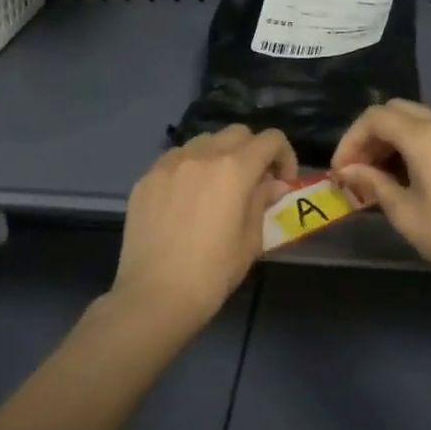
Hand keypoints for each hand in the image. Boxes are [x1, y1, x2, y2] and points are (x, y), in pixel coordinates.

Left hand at [111, 125, 297, 331]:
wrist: (155, 296)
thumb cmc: (212, 272)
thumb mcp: (250, 239)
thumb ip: (263, 201)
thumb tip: (274, 184)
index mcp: (233, 169)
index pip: (270, 139)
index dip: (284, 155)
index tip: (282, 182)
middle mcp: (201, 155)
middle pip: (237, 133)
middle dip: (253, 151)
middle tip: (253, 181)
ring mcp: (169, 164)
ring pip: (203, 141)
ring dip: (219, 155)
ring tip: (218, 186)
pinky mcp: (146, 179)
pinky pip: (175, 159)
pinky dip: (190, 167)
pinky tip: (187, 198)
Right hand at [332, 100, 430, 308]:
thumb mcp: (406, 214)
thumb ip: (374, 184)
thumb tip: (348, 170)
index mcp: (428, 138)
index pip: (377, 118)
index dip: (351, 139)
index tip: (342, 170)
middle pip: (399, 111)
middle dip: (373, 135)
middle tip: (360, 169)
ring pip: (424, 121)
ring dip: (398, 139)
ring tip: (385, 176)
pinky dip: (423, 145)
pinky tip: (418, 178)